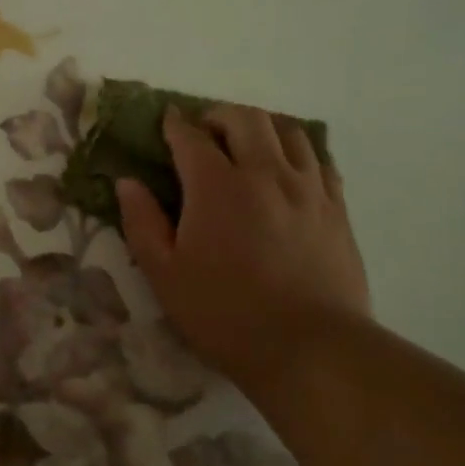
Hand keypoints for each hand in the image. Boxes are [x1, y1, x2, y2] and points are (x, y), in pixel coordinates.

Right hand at [116, 106, 369, 388]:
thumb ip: (142, 222)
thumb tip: (127, 182)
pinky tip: (288, 170)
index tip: (167, 122)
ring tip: (248, 144)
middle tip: (206, 133)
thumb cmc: (224, 314)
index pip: (191, 136)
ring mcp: (307, 188)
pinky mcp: (337, 208)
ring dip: (261, 127)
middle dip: (219, 116)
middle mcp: (265, 174)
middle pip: (245, 119)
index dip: (175, 124)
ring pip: (288, 131)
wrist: (310, 349)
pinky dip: (297, 151)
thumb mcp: (164, 274)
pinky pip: (320, 159)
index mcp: (217, 187)